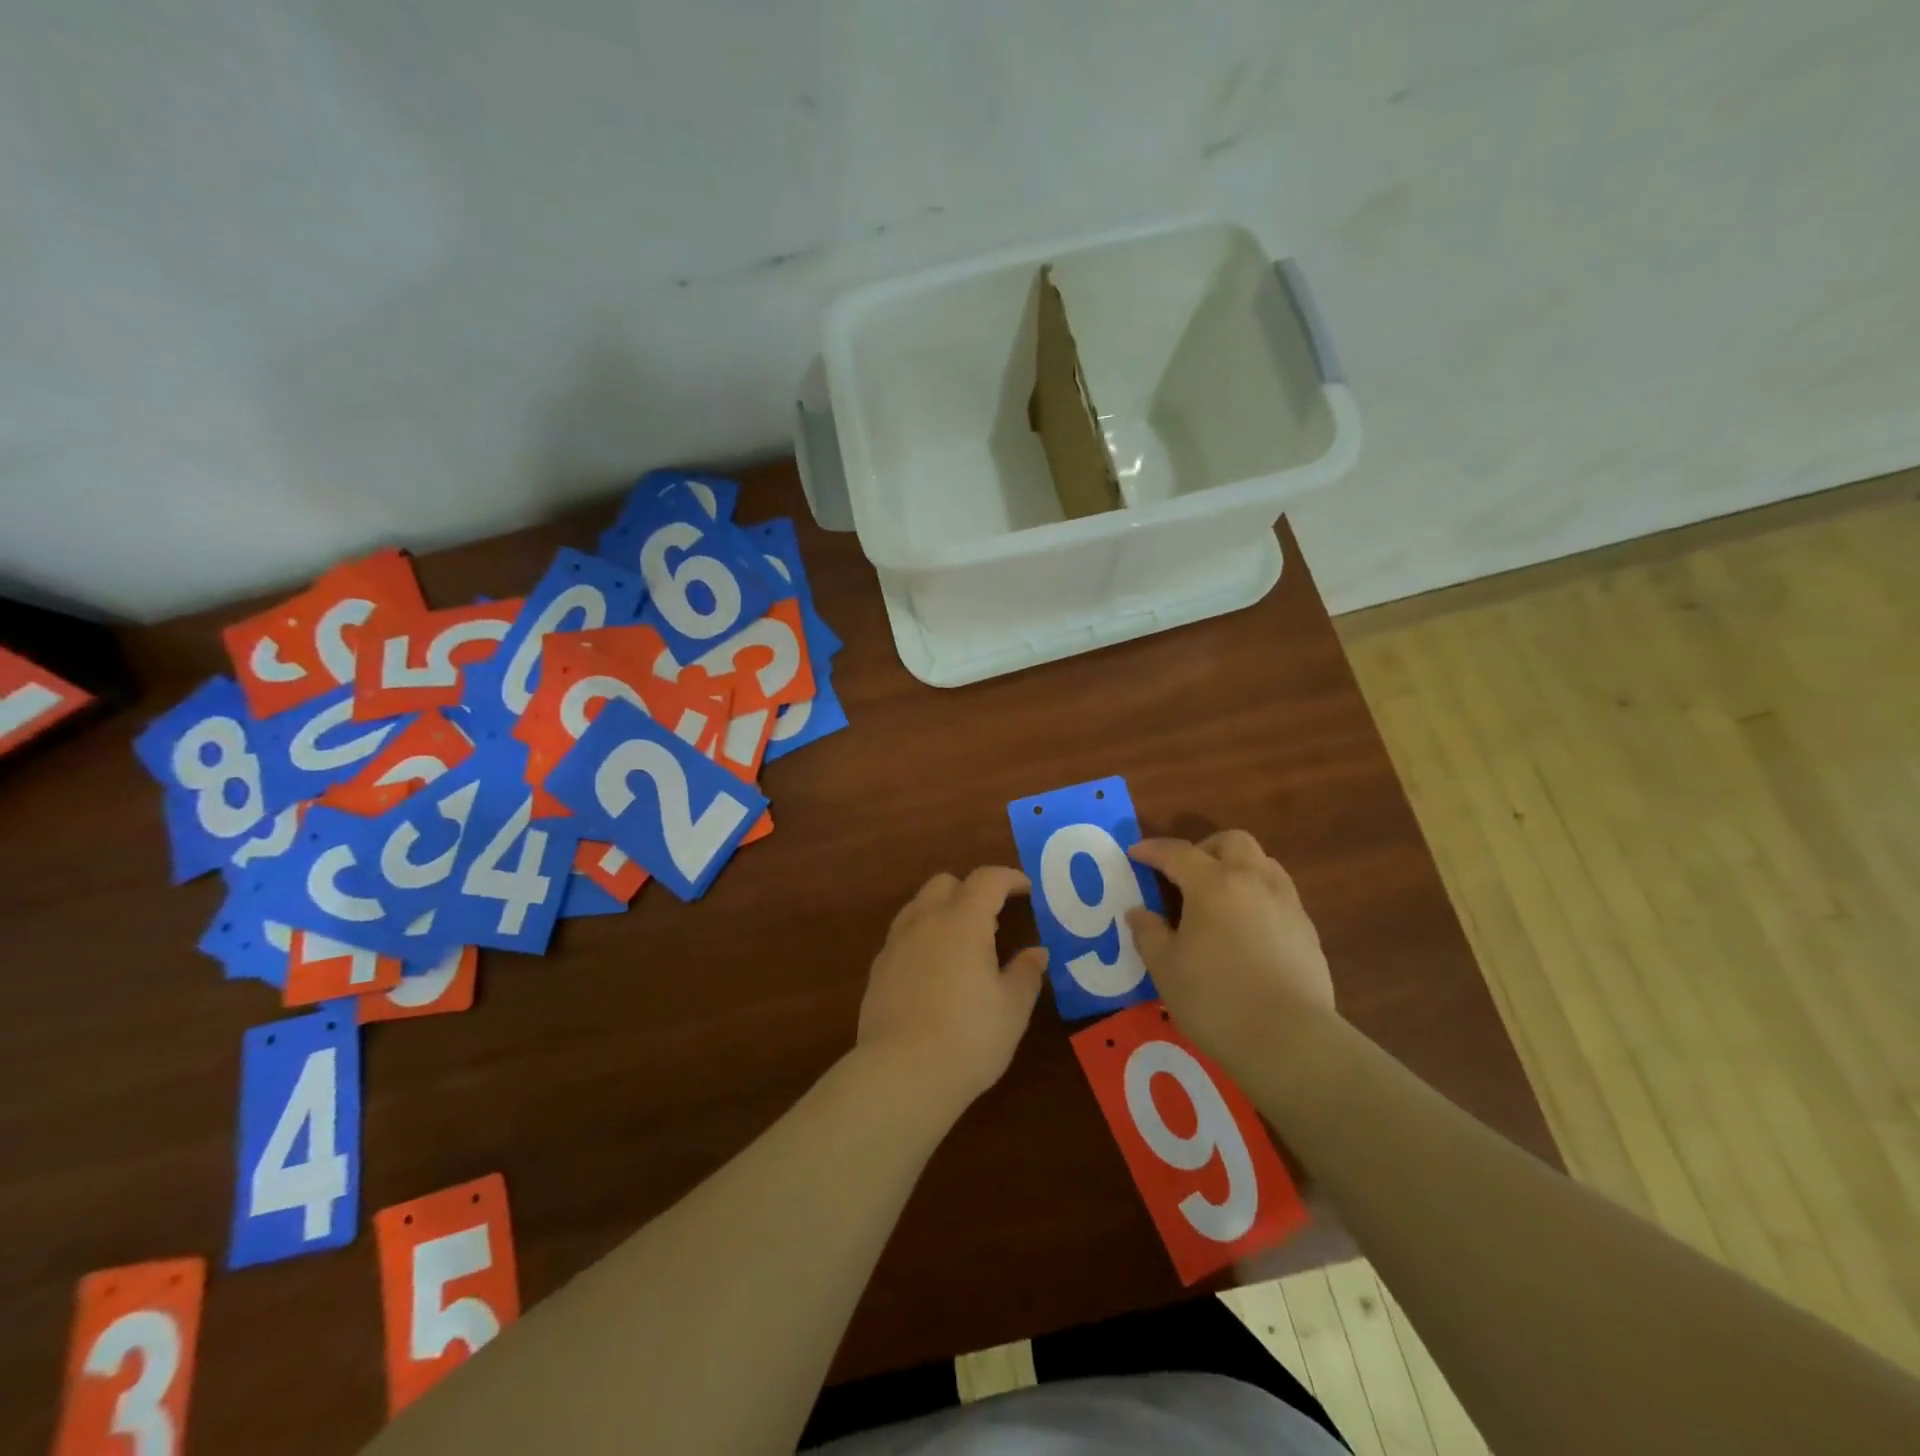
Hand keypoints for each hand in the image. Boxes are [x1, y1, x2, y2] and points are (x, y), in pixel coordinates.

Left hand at [857, 867, 1048, 1112]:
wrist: (902, 1073)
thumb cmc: (969, 1037)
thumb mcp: (1012, 1008)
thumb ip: (1025, 973)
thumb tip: (1036, 953)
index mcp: (963, 921)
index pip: (987, 880)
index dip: (1009, 878)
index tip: (1026, 889)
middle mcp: (925, 920)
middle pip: (945, 883)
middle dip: (971, 890)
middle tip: (993, 918)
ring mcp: (896, 943)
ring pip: (919, 906)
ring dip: (943, 910)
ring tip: (962, 943)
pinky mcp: (878, 968)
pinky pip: (903, 935)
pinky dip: (922, 937)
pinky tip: (934, 969)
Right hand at [1126, 830, 1334, 1070]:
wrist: (1290, 1040)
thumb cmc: (1216, 999)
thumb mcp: (1166, 968)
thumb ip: (1148, 933)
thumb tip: (1138, 912)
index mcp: (1213, 883)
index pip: (1177, 852)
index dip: (1152, 850)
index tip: (1135, 854)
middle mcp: (1253, 881)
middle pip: (1231, 842)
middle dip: (1204, 848)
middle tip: (1184, 875)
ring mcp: (1286, 903)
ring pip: (1262, 863)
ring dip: (1236, 867)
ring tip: (1218, 898)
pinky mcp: (1307, 930)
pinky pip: (1279, 893)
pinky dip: (1257, 896)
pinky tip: (1246, 928)